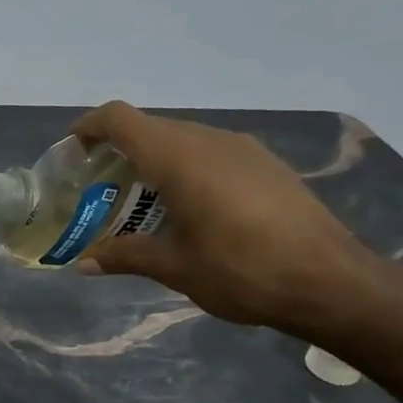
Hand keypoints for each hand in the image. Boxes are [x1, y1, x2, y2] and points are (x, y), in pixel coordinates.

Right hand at [71, 102, 384, 335]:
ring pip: (182, 138)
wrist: (331, 282)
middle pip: (150, 127)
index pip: (120, 119)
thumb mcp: (174, 268)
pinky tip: (189, 208)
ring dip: (153, 160)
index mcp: (179, 158)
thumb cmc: (241, 270)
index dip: (88, 127)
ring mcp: (243, 149)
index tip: (70, 151)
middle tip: (99, 187)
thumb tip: (84, 262)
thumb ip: (125, 255)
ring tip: (140, 201)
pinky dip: (185, 168)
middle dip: (117, 150)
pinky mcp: (266, 165)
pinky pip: (210, 152)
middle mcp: (209, 141)